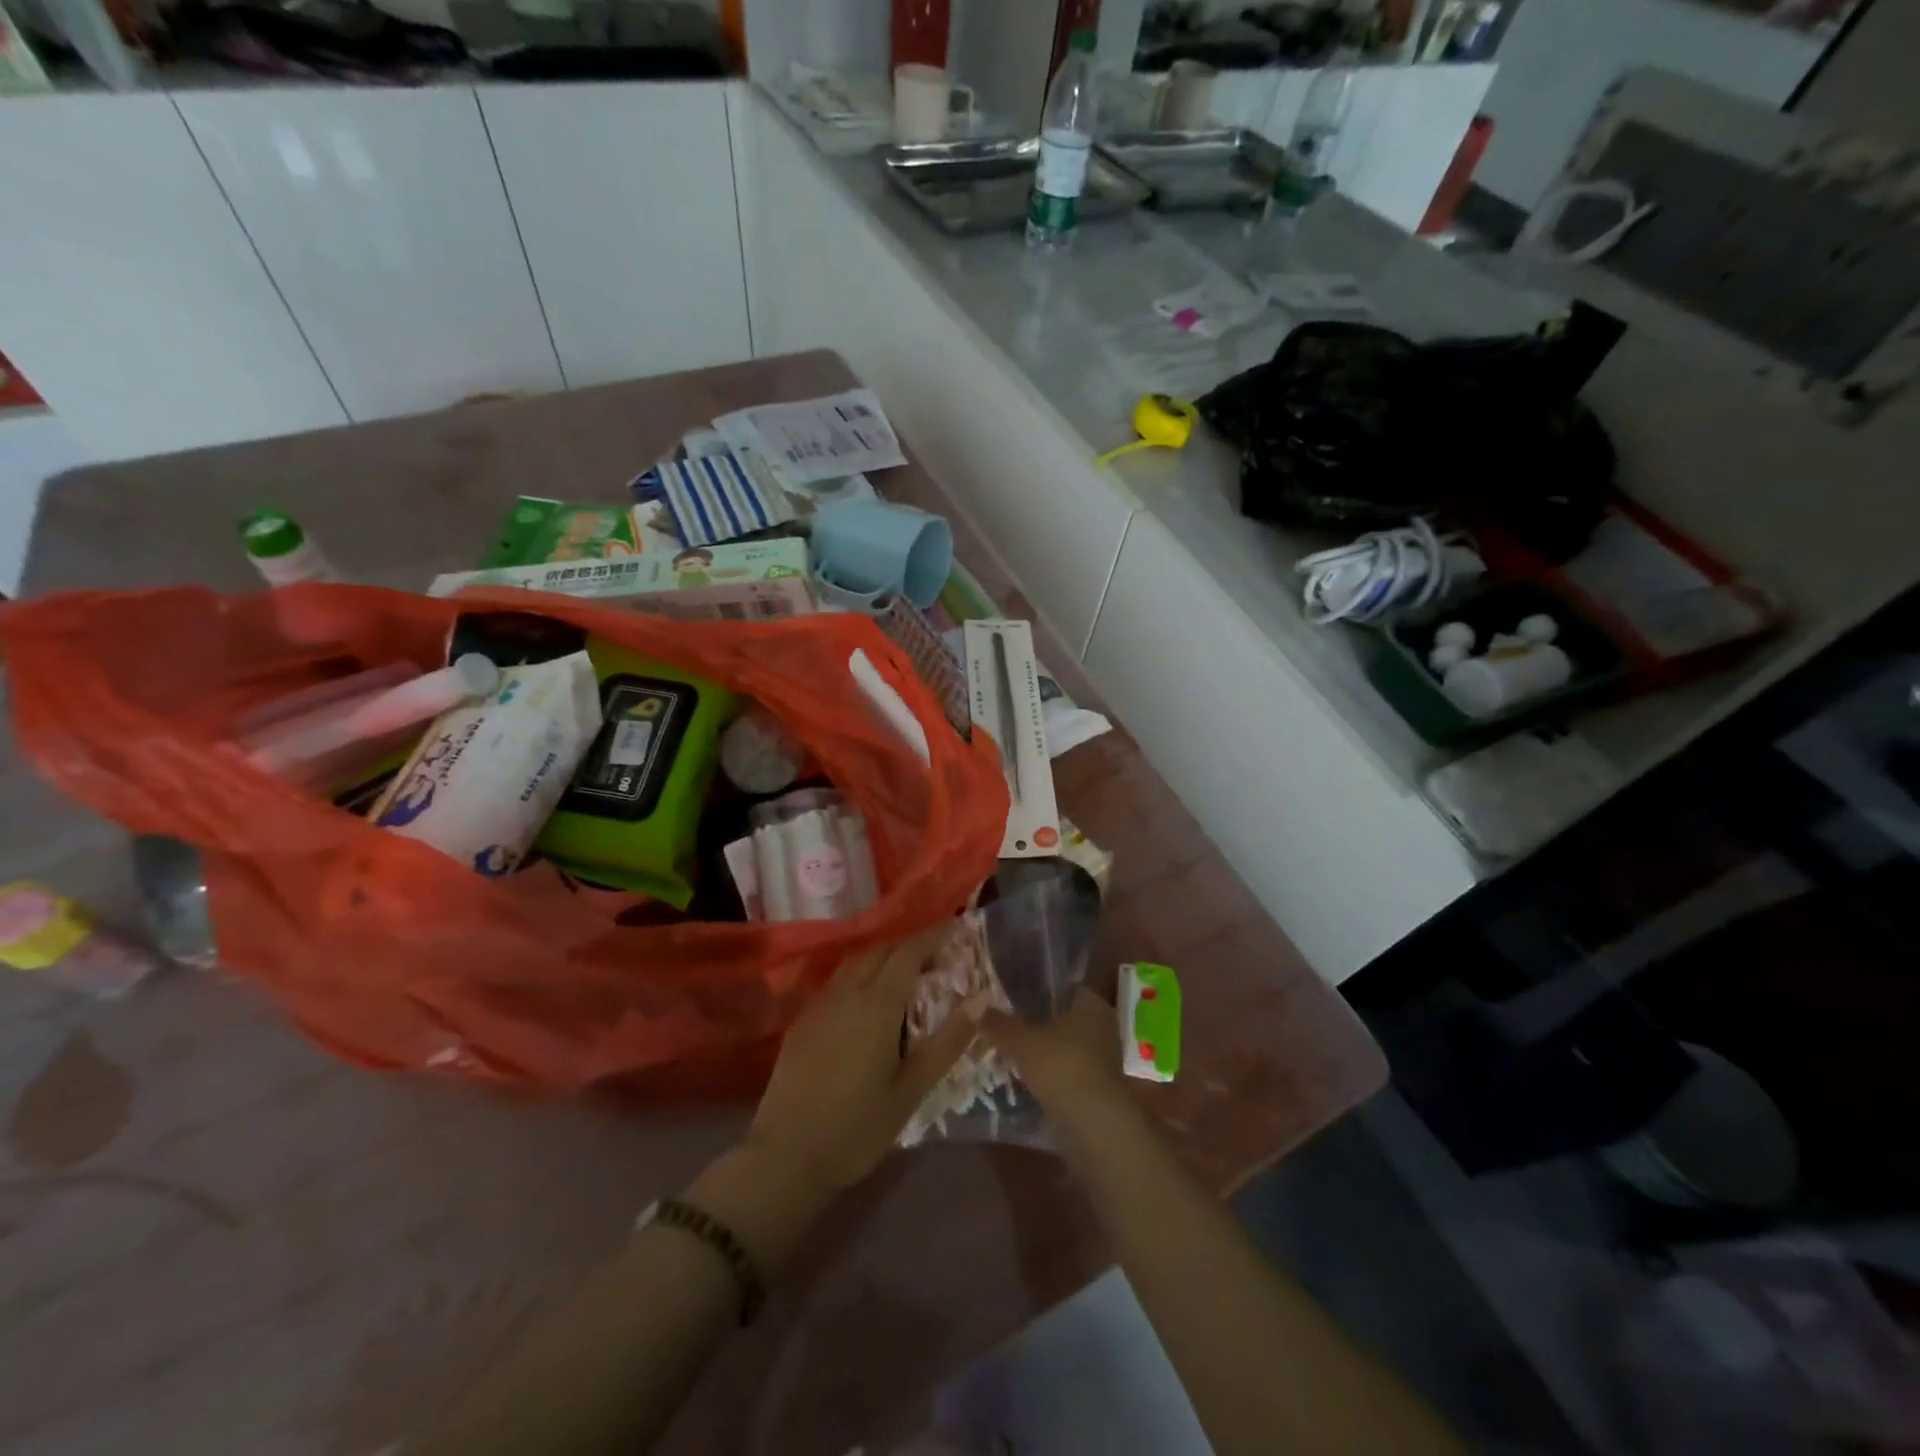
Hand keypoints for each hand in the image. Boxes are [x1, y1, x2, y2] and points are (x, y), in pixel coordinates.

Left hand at [747, 926, 983, 1195]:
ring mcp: (820, 1005)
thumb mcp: (912, 1089)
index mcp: (877, 1004)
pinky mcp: (803, 1021)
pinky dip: (862, 974)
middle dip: (910, 944)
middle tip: (938, 954)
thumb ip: (948, 1041)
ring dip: (884, 956)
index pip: (908, 952)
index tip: (957, 927)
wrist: (785, 1157)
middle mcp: (847, 993)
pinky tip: (870, 999)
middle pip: (881, 949)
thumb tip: (981, 998)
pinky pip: (838, 981)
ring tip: (908, 972)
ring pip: (856, 961)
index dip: (934, 935)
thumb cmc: (857, 1128)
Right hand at [981, 987, 1128, 1123]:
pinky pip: (1071, 1070)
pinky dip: (1053, 1072)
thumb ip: (999, 1024)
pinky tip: (1029, 1078)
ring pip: (1068, 1045)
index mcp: (1092, 1005)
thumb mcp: (1022, 1042)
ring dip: (1046, 1049)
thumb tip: (974, 1006)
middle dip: (1040, 1021)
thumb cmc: (1062, 1067)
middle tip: (1009, 1022)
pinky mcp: (1100, 1087)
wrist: (1094, 1125)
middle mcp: (1104, 1026)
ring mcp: (1105, 1059)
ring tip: (1014, 1050)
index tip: (1014, 994)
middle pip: (1066, 1017)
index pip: (1065, 987)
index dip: (1040, 988)